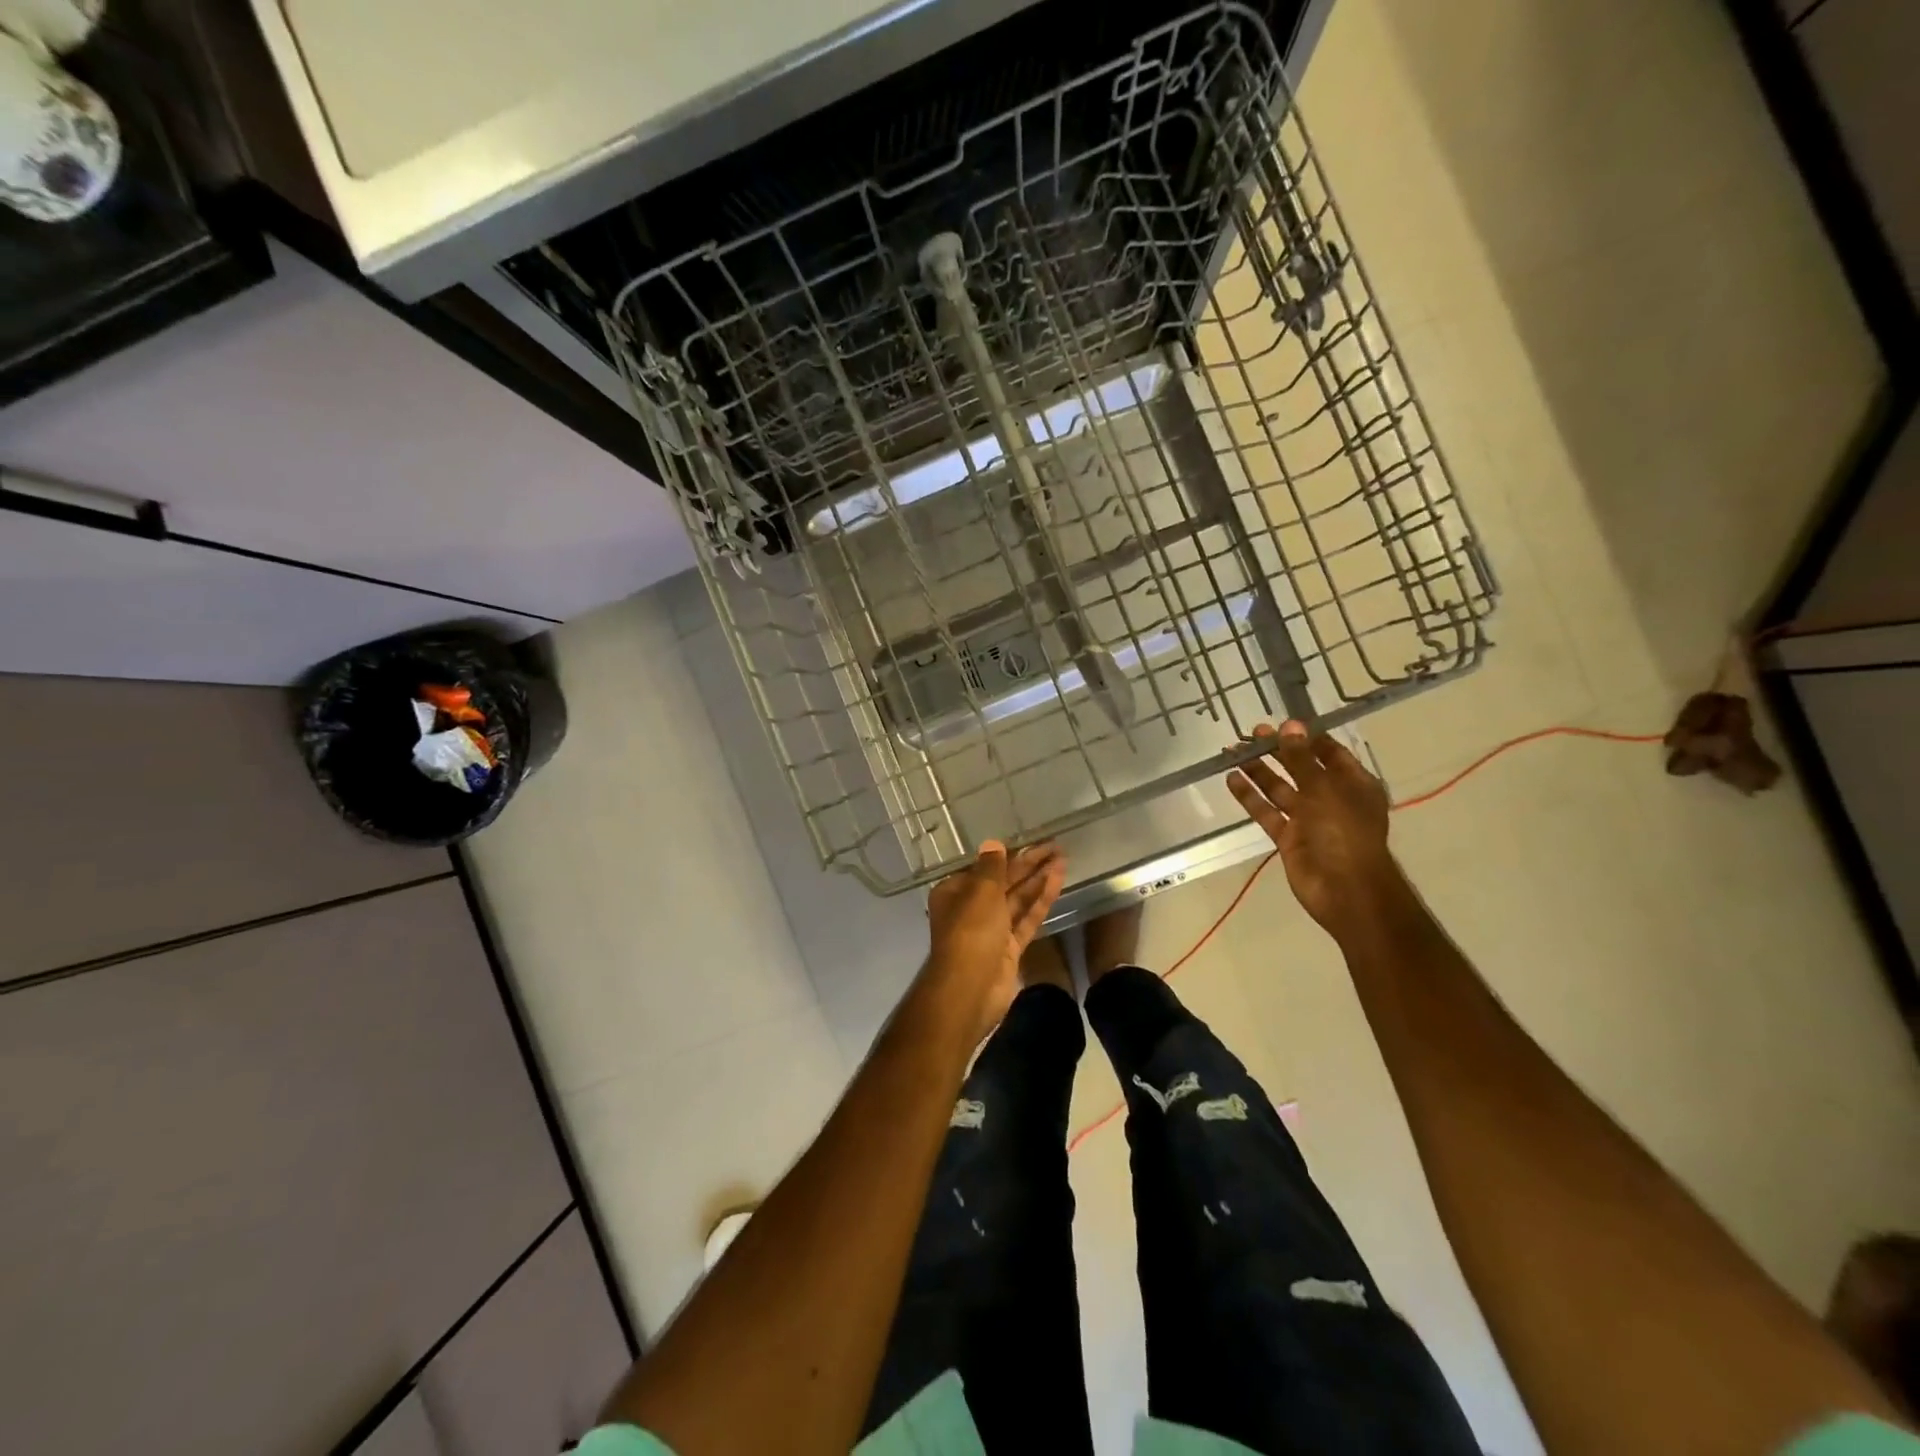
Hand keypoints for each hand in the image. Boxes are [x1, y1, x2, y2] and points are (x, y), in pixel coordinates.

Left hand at [924, 841, 1066, 1040]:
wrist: (970, 989)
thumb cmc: (970, 932)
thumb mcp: (980, 891)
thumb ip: (991, 867)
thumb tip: (993, 844)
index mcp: (955, 892)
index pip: (984, 868)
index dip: (1007, 855)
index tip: (1031, 842)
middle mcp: (971, 909)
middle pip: (1003, 882)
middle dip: (1028, 864)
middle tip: (1055, 846)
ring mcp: (992, 930)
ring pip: (1018, 899)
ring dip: (1038, 880)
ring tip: (1062, 859)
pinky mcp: (1009, 948)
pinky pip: (1026, 918)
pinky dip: (1041, 901)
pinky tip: (1057, 881)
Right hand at [1226, 721, 1397, 937]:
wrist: (1345, 891)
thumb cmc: (1344, 833)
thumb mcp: (1324, 790)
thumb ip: (1302, 759)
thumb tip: (1289, 725)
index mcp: (1353, 784)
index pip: (1329, 752)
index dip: (1306, 737)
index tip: (1281, 722)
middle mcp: (1331, 798)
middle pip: (1300, 768)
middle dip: (1278, 750)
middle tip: (1252, 733)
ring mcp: (1308, 819)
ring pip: (1280, 789)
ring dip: (1258, 771)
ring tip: (1234, 751)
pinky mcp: (1288, 837)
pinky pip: (1267, 812)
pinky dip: (1250, 797)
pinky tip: (1231, 779)